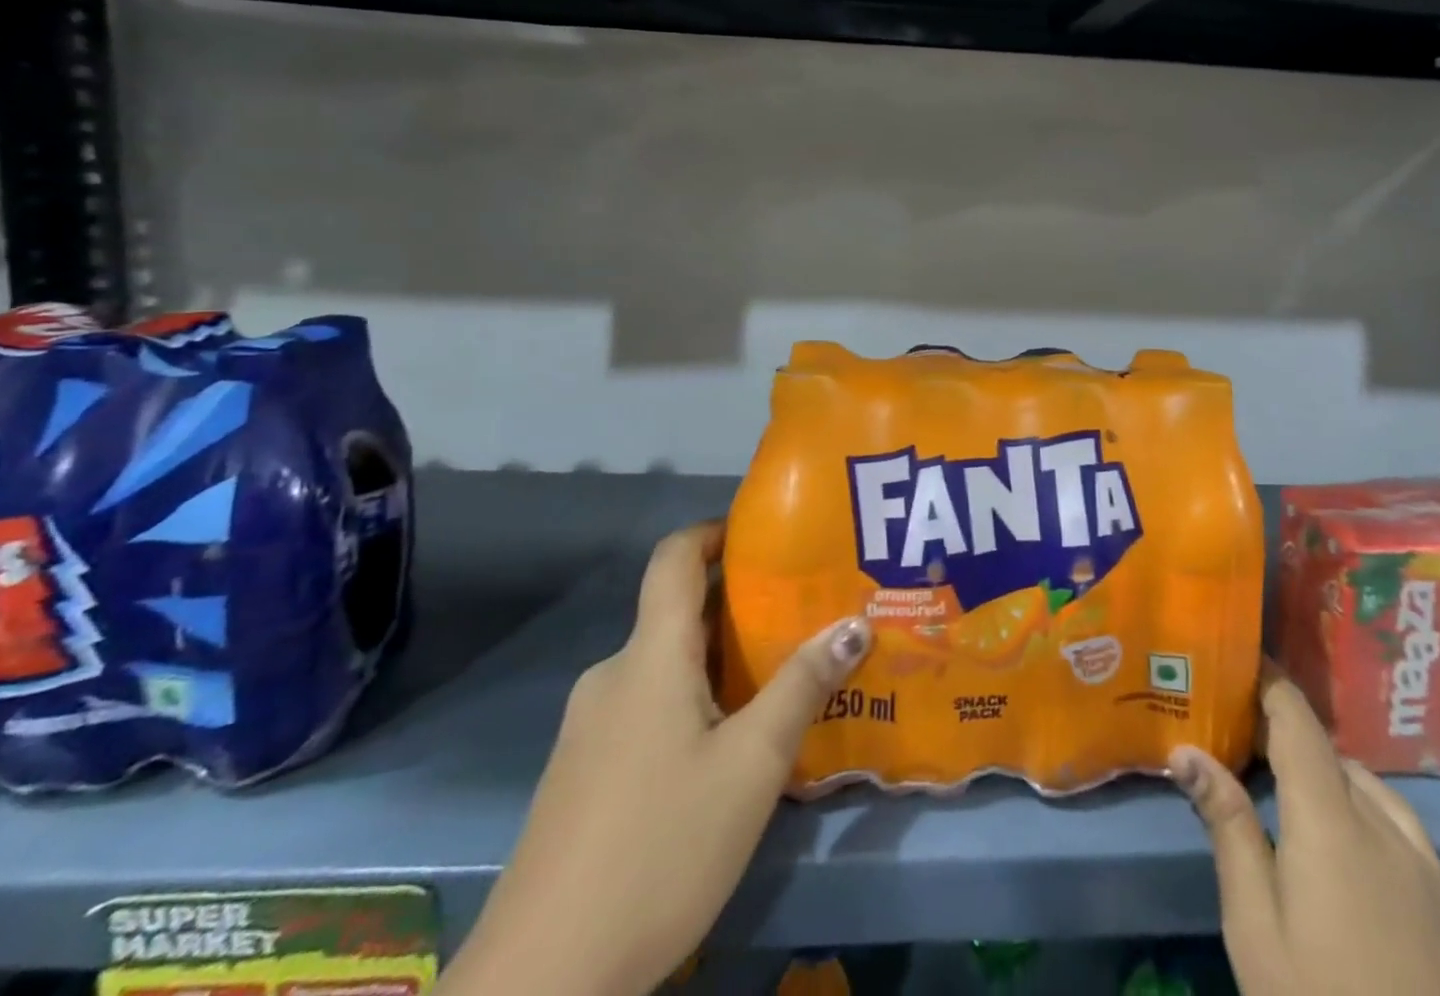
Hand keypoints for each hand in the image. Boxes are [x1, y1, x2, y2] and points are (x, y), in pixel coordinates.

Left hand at [440, 522, 871, 995]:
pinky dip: (691, 701)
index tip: (765, 537)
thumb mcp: (751, 766)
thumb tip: (854, 621)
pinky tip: (726, 749)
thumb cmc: (660, 848)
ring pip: (664, 666)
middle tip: (799, 615)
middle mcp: (613, 676)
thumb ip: (802, 686)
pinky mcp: (582, 774)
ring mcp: (589, 728)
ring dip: (718, 660)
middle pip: (677, 613)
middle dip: (738, 606)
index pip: (674, 557)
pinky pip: (646, 707)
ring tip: (777, 680)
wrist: (541, 981)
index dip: (715, 532)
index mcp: (649, 656)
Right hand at [1170, 677, 1439, 995]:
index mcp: (1332, 818)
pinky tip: (1341, 843)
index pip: (1297, 721)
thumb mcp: (1256, 926)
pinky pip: (1395, 822)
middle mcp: (1384, 824)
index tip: (1235, 659)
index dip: (1268, 683)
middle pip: (1329, 752)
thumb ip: (1227, 827)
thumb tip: (1186, 749)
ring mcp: (1425, 865)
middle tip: (1235, 740)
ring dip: (1322, 772)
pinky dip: (1357, 805)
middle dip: (1283, 735)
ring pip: (1365, 785)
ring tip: (1280, 788)